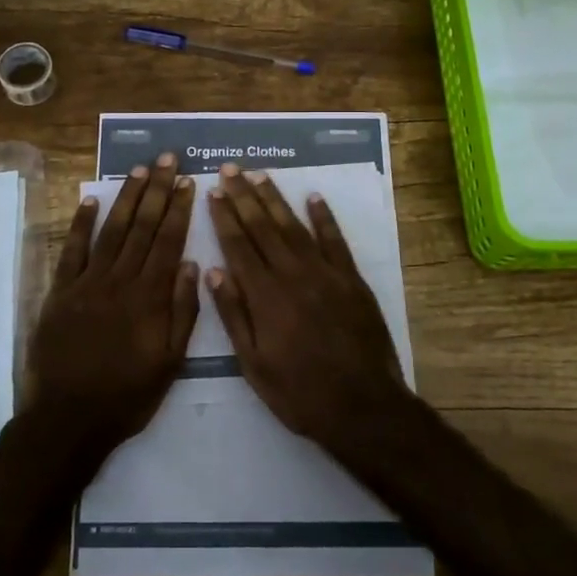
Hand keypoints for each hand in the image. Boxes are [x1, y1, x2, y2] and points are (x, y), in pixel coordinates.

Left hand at [25, 153, 198, 452]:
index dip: (178, 209)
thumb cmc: (127, 395)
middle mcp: (120, 281)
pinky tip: (90, 199)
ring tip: (139, 170)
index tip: (187, 181)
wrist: (69, 418)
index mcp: (150, 297)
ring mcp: (87, 283)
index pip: (168, 242)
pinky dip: (80, 223)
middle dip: (156, 190)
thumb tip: (191, 265)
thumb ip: (182, 312)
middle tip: (166, 158)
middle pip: (142, 227)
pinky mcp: (60, 291)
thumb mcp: (170, 363)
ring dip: (125, 197)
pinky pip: (71, 250)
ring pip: (111, 230)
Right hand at [206, 165, 409, 450]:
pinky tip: (313, 197)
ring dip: (275, 199)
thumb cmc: (299, 393)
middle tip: (230, 168)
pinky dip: (324, 217)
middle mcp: (292, 275)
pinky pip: (335, 240)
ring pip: (294, 226)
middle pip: (263, 227)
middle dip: (243, 196)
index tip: (213, 192)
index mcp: (265, 296)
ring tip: (259, 175)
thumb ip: (234, 315)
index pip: (238, 246)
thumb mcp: (253, 365)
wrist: (363, 407)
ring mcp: (325, 274)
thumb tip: (214, 271)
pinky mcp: (352, 280)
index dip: (224, 217)